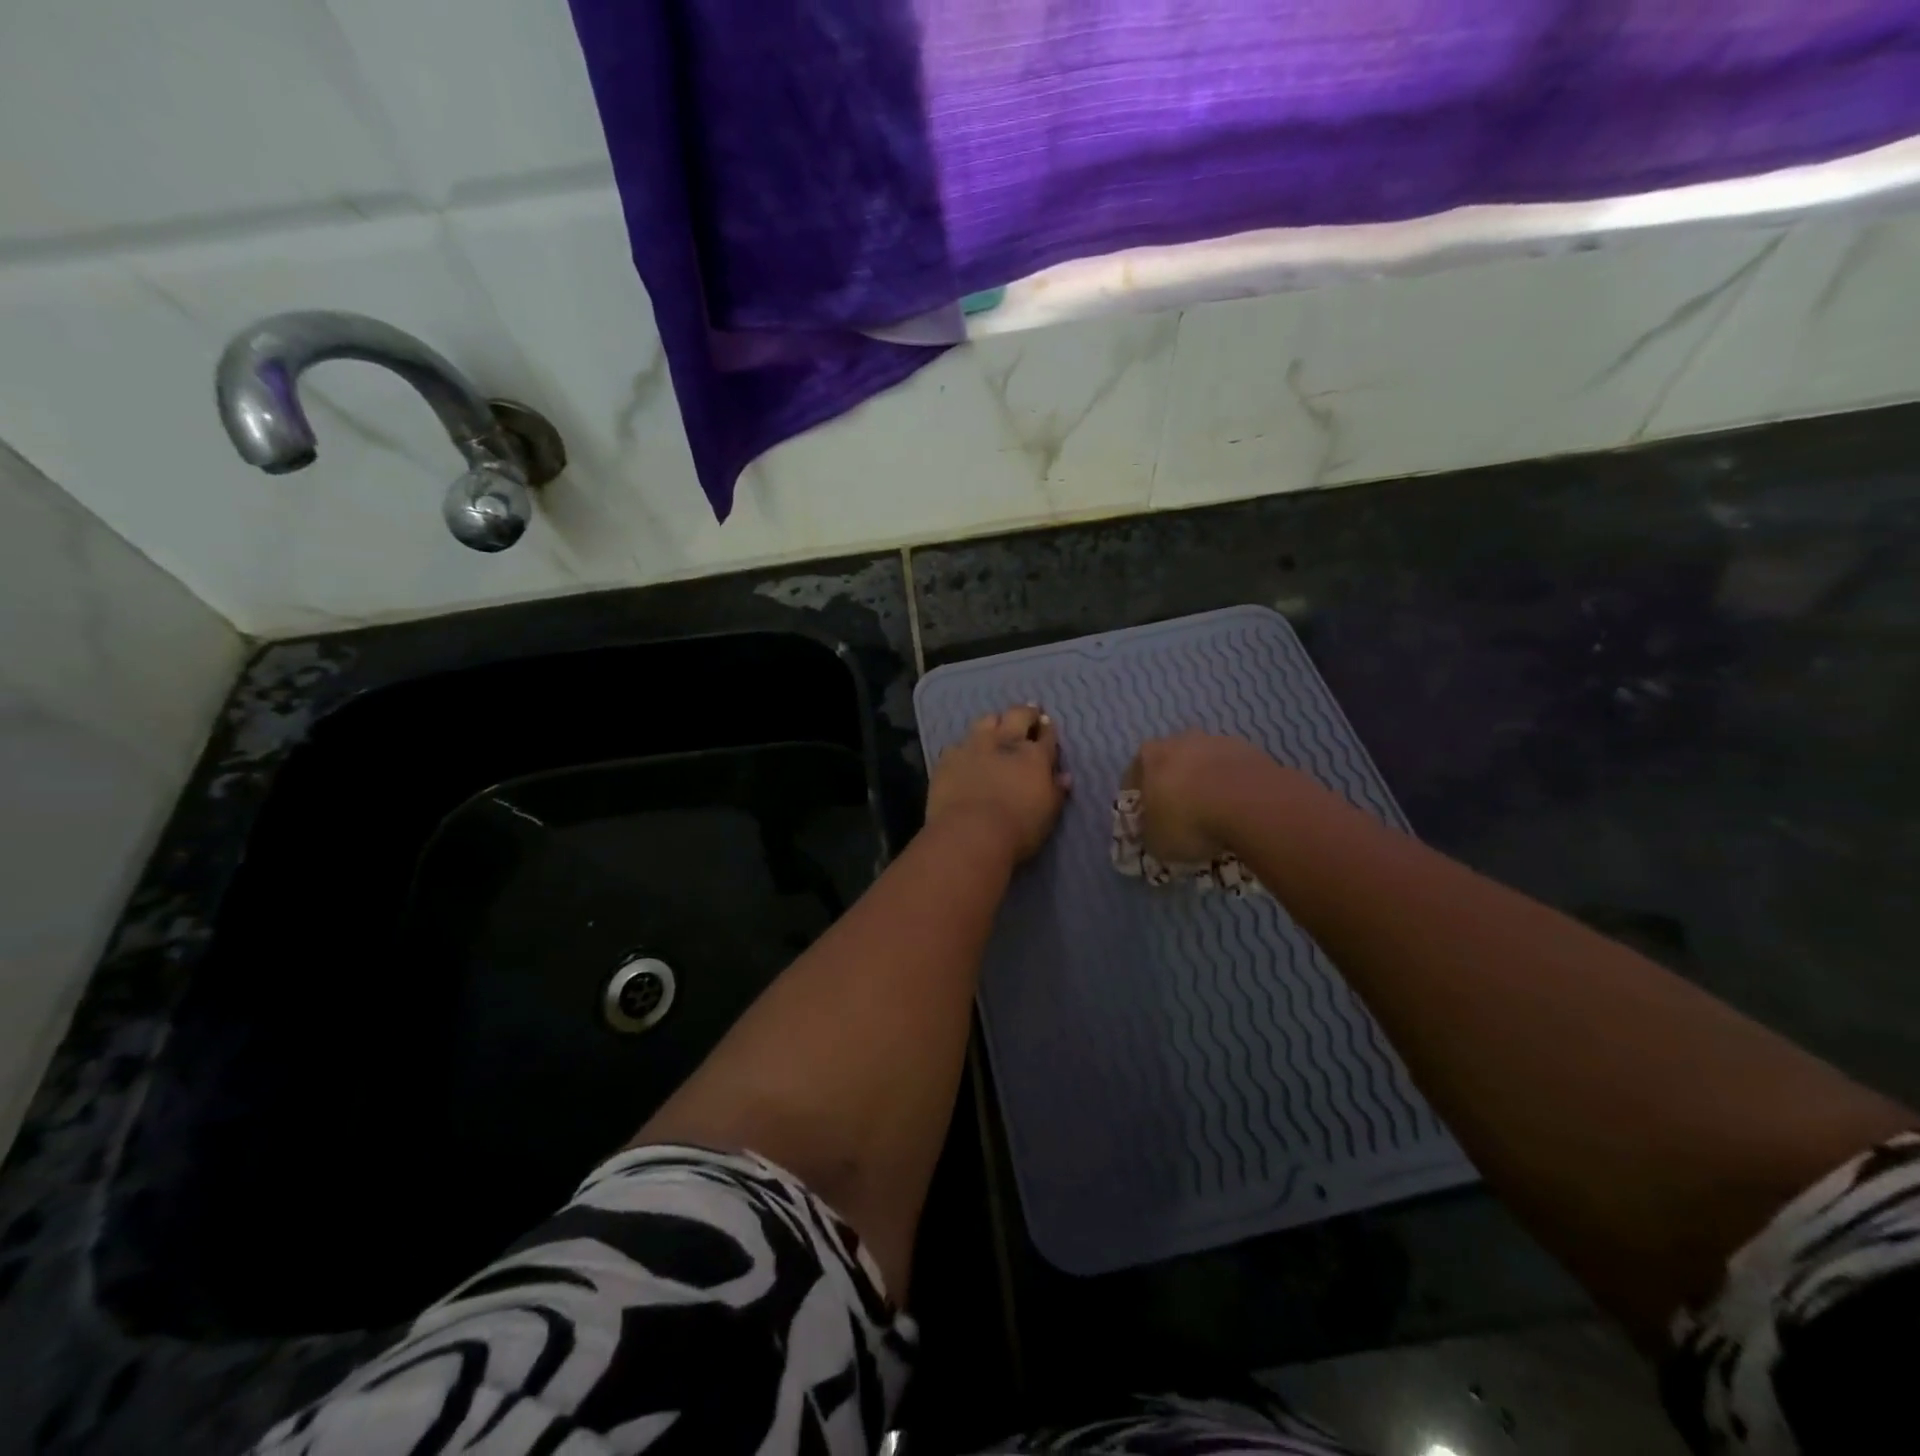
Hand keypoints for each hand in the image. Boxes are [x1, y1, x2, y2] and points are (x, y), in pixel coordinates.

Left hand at [927, 705, 1070, 863]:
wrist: (969, 834)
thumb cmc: (1018, 830)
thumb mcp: (1048, 815)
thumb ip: (1057, 792)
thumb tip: (1065, 776)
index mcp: (1034, 756)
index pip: (1046, 734)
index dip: (1048, 728)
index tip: (1047, 725)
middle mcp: (1005, 742)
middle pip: (1018, 714)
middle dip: (1026, 712)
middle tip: (1030, 712)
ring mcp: (974, 746)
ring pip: (986, 720)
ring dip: (994, 721)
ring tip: (996, 726)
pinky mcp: (948, 758)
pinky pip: (958, 745)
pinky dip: (965, 747)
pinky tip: (965, 754)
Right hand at [1122, 731, 1275, 862]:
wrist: (1250, 805)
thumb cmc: (1189, 821)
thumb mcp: (1156, 841)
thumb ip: (1148, 833)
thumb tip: (1152, 832)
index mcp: (1149, 756)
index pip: (1134, 774)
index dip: (1139, 797)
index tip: (1146, 818)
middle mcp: (1180, 741)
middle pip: (1171, 762)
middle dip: (1173, 785)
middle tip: (1181, 814)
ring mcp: (1217, 742)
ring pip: (1205, 763)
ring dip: (1206, 782)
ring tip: (1214, 813)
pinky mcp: (1250, 750)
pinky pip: (1233, 770)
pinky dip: (1232, 785)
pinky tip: (1238, 808)